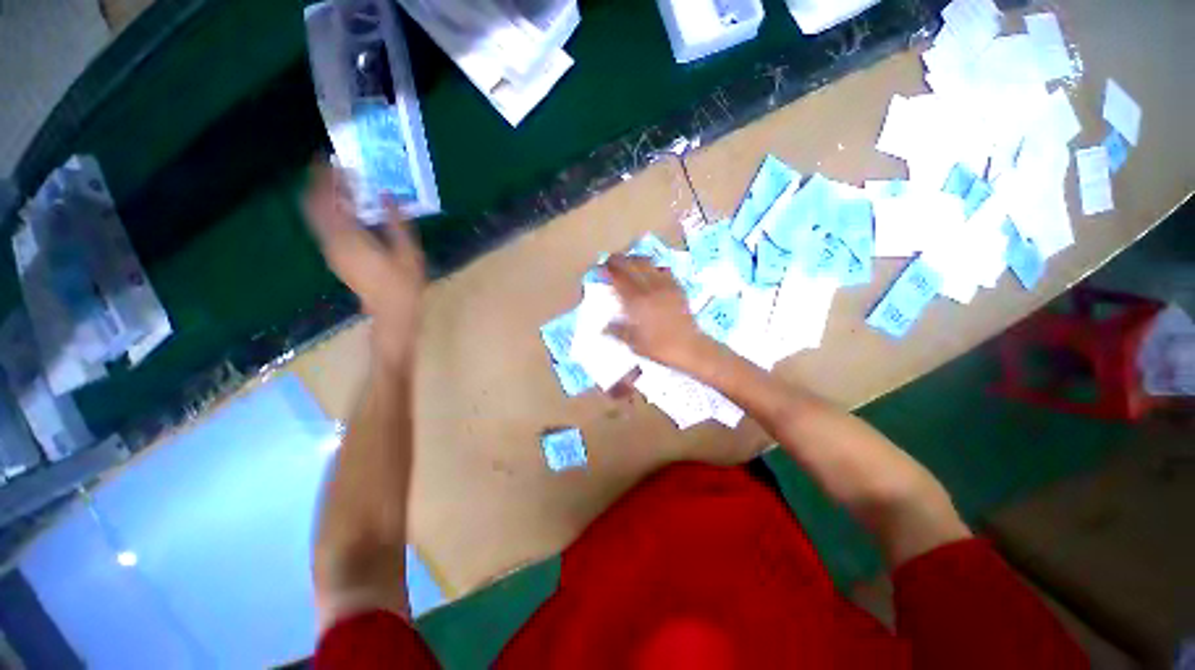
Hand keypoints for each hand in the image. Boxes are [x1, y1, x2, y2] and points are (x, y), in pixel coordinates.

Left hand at [303, 164, 424, 368]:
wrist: (392, 312)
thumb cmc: (404, 283)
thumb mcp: (408, 251)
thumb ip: (396, 222)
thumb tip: (386, 195)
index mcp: (349, 237)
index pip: (327, 199)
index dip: (325, 177)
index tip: (330, 158)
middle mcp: (332, 242)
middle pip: (314, 205)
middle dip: (318, 183)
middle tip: (331, 167)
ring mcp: (331, 251)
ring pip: (315, 216)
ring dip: (322, 197)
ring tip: (339, 184)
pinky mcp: (335, 257)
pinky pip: (323, 227)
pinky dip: (328, 211)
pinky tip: (345, 208)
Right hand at [605, 254, 712, 370]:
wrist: (688, 347)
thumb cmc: (658, 347)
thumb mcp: (633, 343)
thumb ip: (617, 331)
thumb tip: (604, 327)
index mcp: (636, 301)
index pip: (619, 277)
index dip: (608, 270)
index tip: (601, 267)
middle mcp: (650, 288)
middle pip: (632, 265)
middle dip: (619, 260)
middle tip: (611, 261)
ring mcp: (665, 286)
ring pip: (648, 263)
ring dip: (635, 259)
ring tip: (628, 262)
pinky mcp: (676, 287)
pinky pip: (663, 269)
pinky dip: (653, 266)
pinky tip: (650, 271)